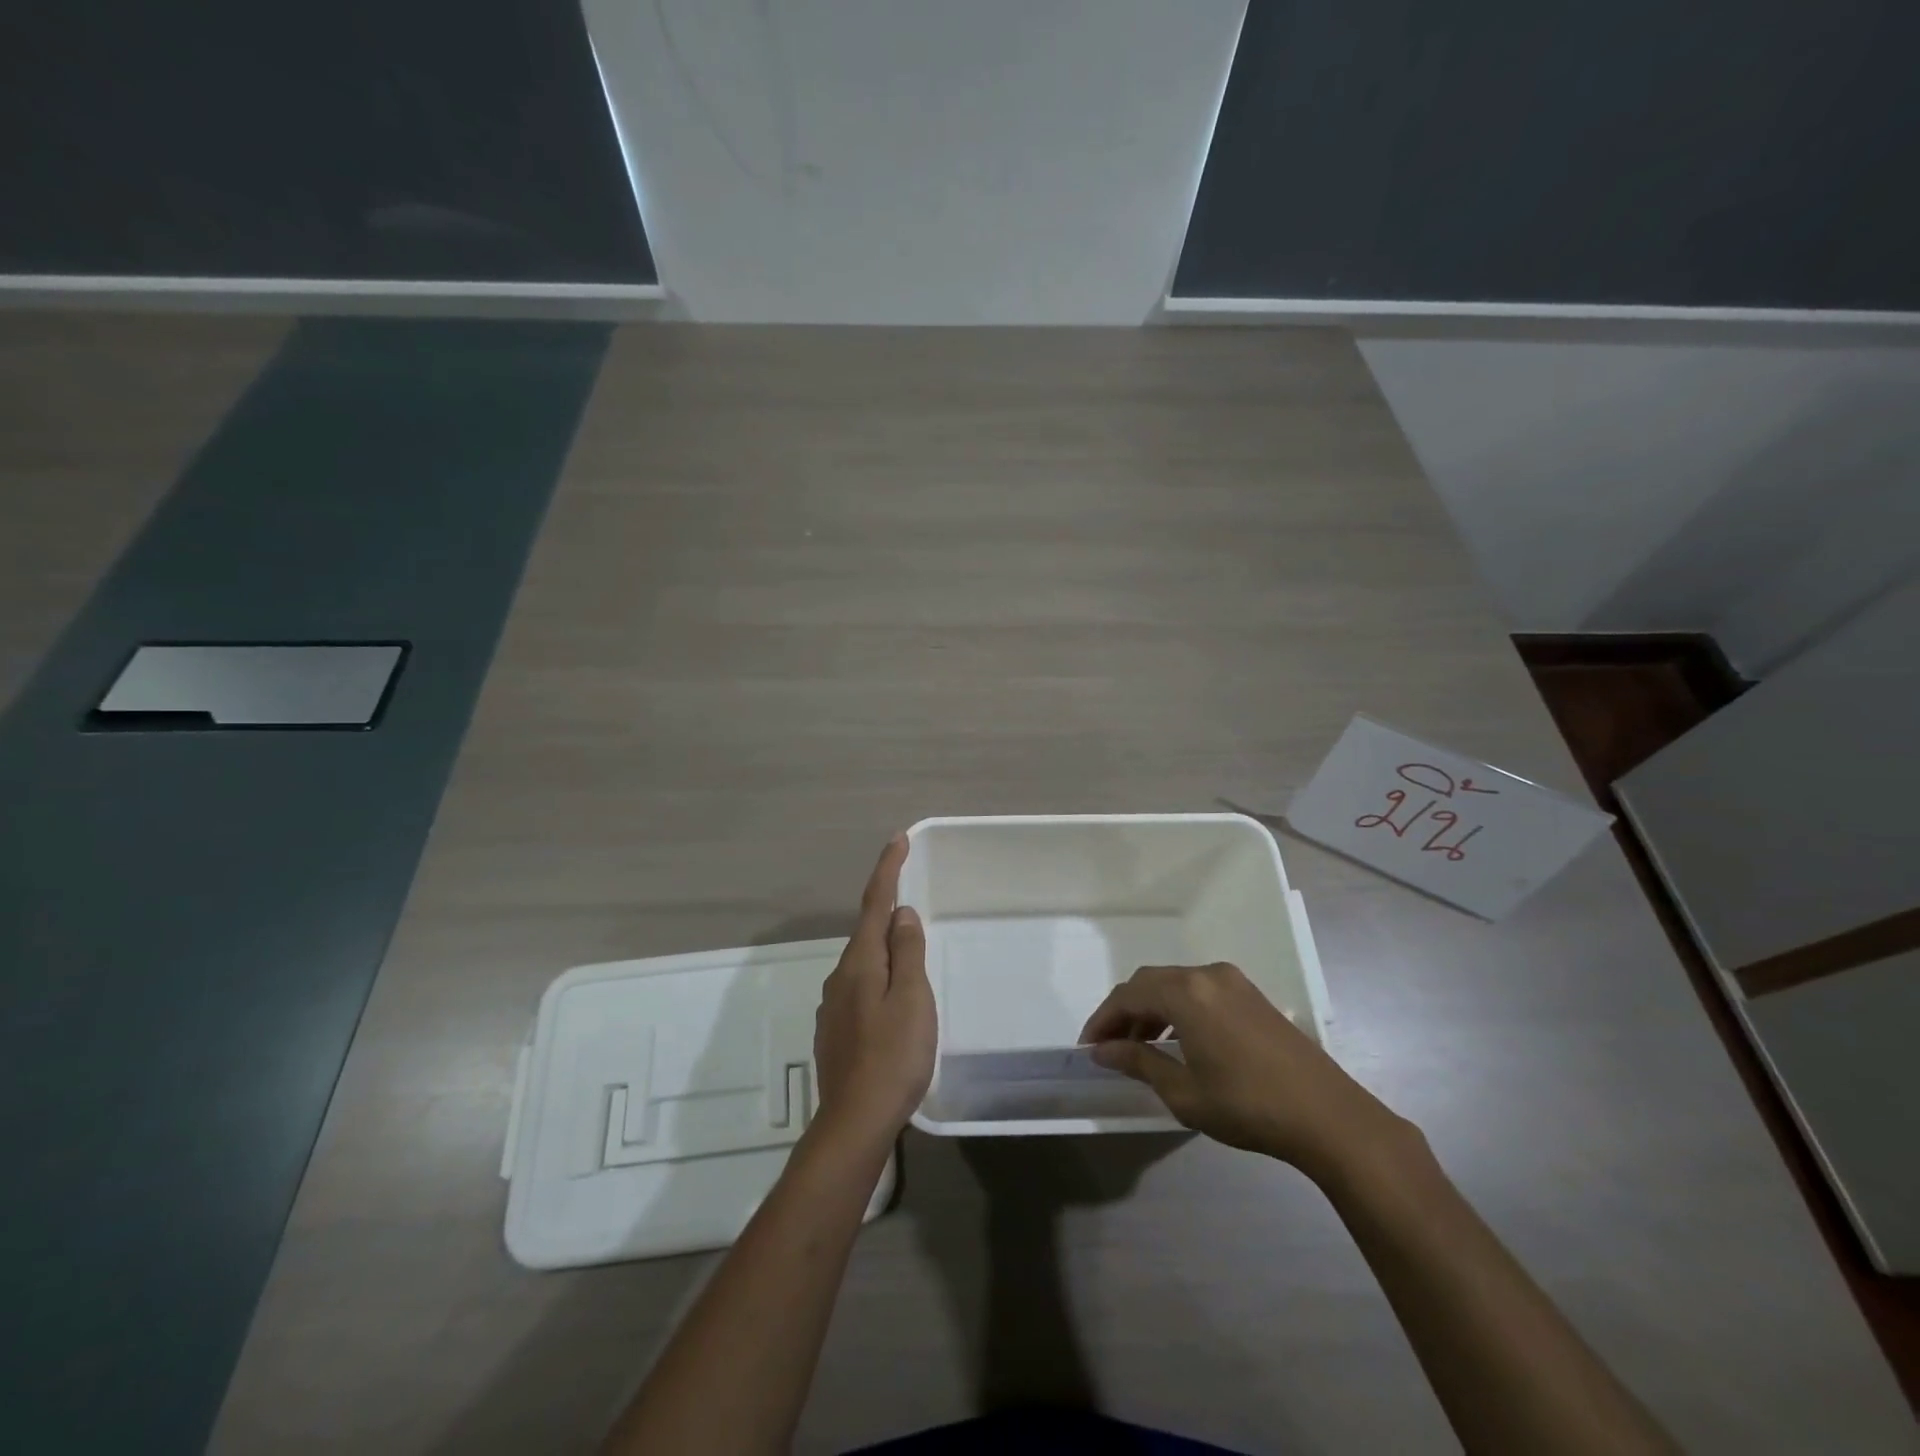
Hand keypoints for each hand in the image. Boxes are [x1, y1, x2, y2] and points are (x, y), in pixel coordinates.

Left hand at [813, 835, 936, 1144]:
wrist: (855, 1122)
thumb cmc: (893, 1056)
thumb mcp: (912, 998)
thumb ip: (907, 952)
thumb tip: (902, 914)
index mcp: (860, 962)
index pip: (874, 902)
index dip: (887, 868)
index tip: (898, 839)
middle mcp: (840, 977)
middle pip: (867, 932)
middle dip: (889, 914)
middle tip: (915, 907)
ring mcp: (833, 1006)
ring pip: (864, 964)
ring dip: (886, 953)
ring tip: (912, 961)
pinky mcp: (835, 1031)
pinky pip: (860, 989)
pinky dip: (879, 981)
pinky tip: (894, 1003)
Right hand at [1081, 962, 1410, 1183]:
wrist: (1328, 1116)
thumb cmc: (1247, 1106)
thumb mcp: (1184, 1092)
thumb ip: (1139, 1062)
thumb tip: (1103, 1051)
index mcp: (1186, 993)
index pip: (1128, 995)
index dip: (1102, 1019)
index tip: (1088, 1047)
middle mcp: (1207, 974)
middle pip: (1150, 983)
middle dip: (1125, 1012)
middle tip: (1109, 1046)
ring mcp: (1233, 982)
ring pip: (1176, 985)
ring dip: (1152, 1010)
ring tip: (1140, 1046)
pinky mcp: (1252, 995)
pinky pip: (1200, 991)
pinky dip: (1178, 1009)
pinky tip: (1178, 1040)